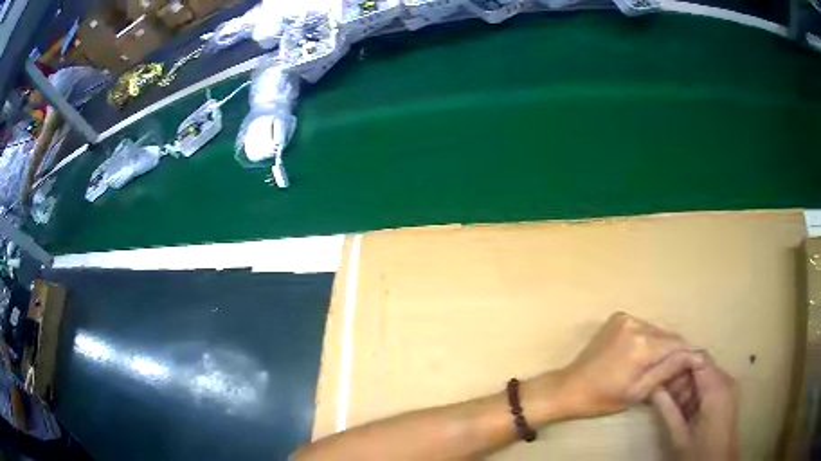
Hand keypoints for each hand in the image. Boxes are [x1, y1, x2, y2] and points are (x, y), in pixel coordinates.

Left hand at [542, 312, 703, 418]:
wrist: (569, 388)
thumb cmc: (603, 398)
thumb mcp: (639, 391)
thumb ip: (667, 371)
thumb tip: (693, 356)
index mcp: (642, 345)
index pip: (677, 344)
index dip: (685, 355)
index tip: (689, 368)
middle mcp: (636, 324)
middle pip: (667, 335)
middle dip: (672, 352)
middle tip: (671, 371)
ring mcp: (626, 318)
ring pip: (656, 330)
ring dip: (660, 345)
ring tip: (653, 365)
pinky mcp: (618, 317)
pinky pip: (643, 327)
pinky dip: (647, 339)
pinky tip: (639, 356)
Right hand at [652, 353, 738, 460]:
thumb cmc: (699, 453)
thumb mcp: (680, 436)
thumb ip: (668, 411)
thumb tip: (652, 389)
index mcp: (716, 389)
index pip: (697, 358)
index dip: (677, 360)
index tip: (657, 371)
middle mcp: (725, 381)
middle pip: (700, 365)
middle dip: (678, 375)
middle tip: (656, 388)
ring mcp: (727, 388)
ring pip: (703, 375)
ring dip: (684, 385)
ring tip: (663, 399)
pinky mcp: (726, 396)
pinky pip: (708, 385)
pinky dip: (692, 392)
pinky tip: (678, 405)